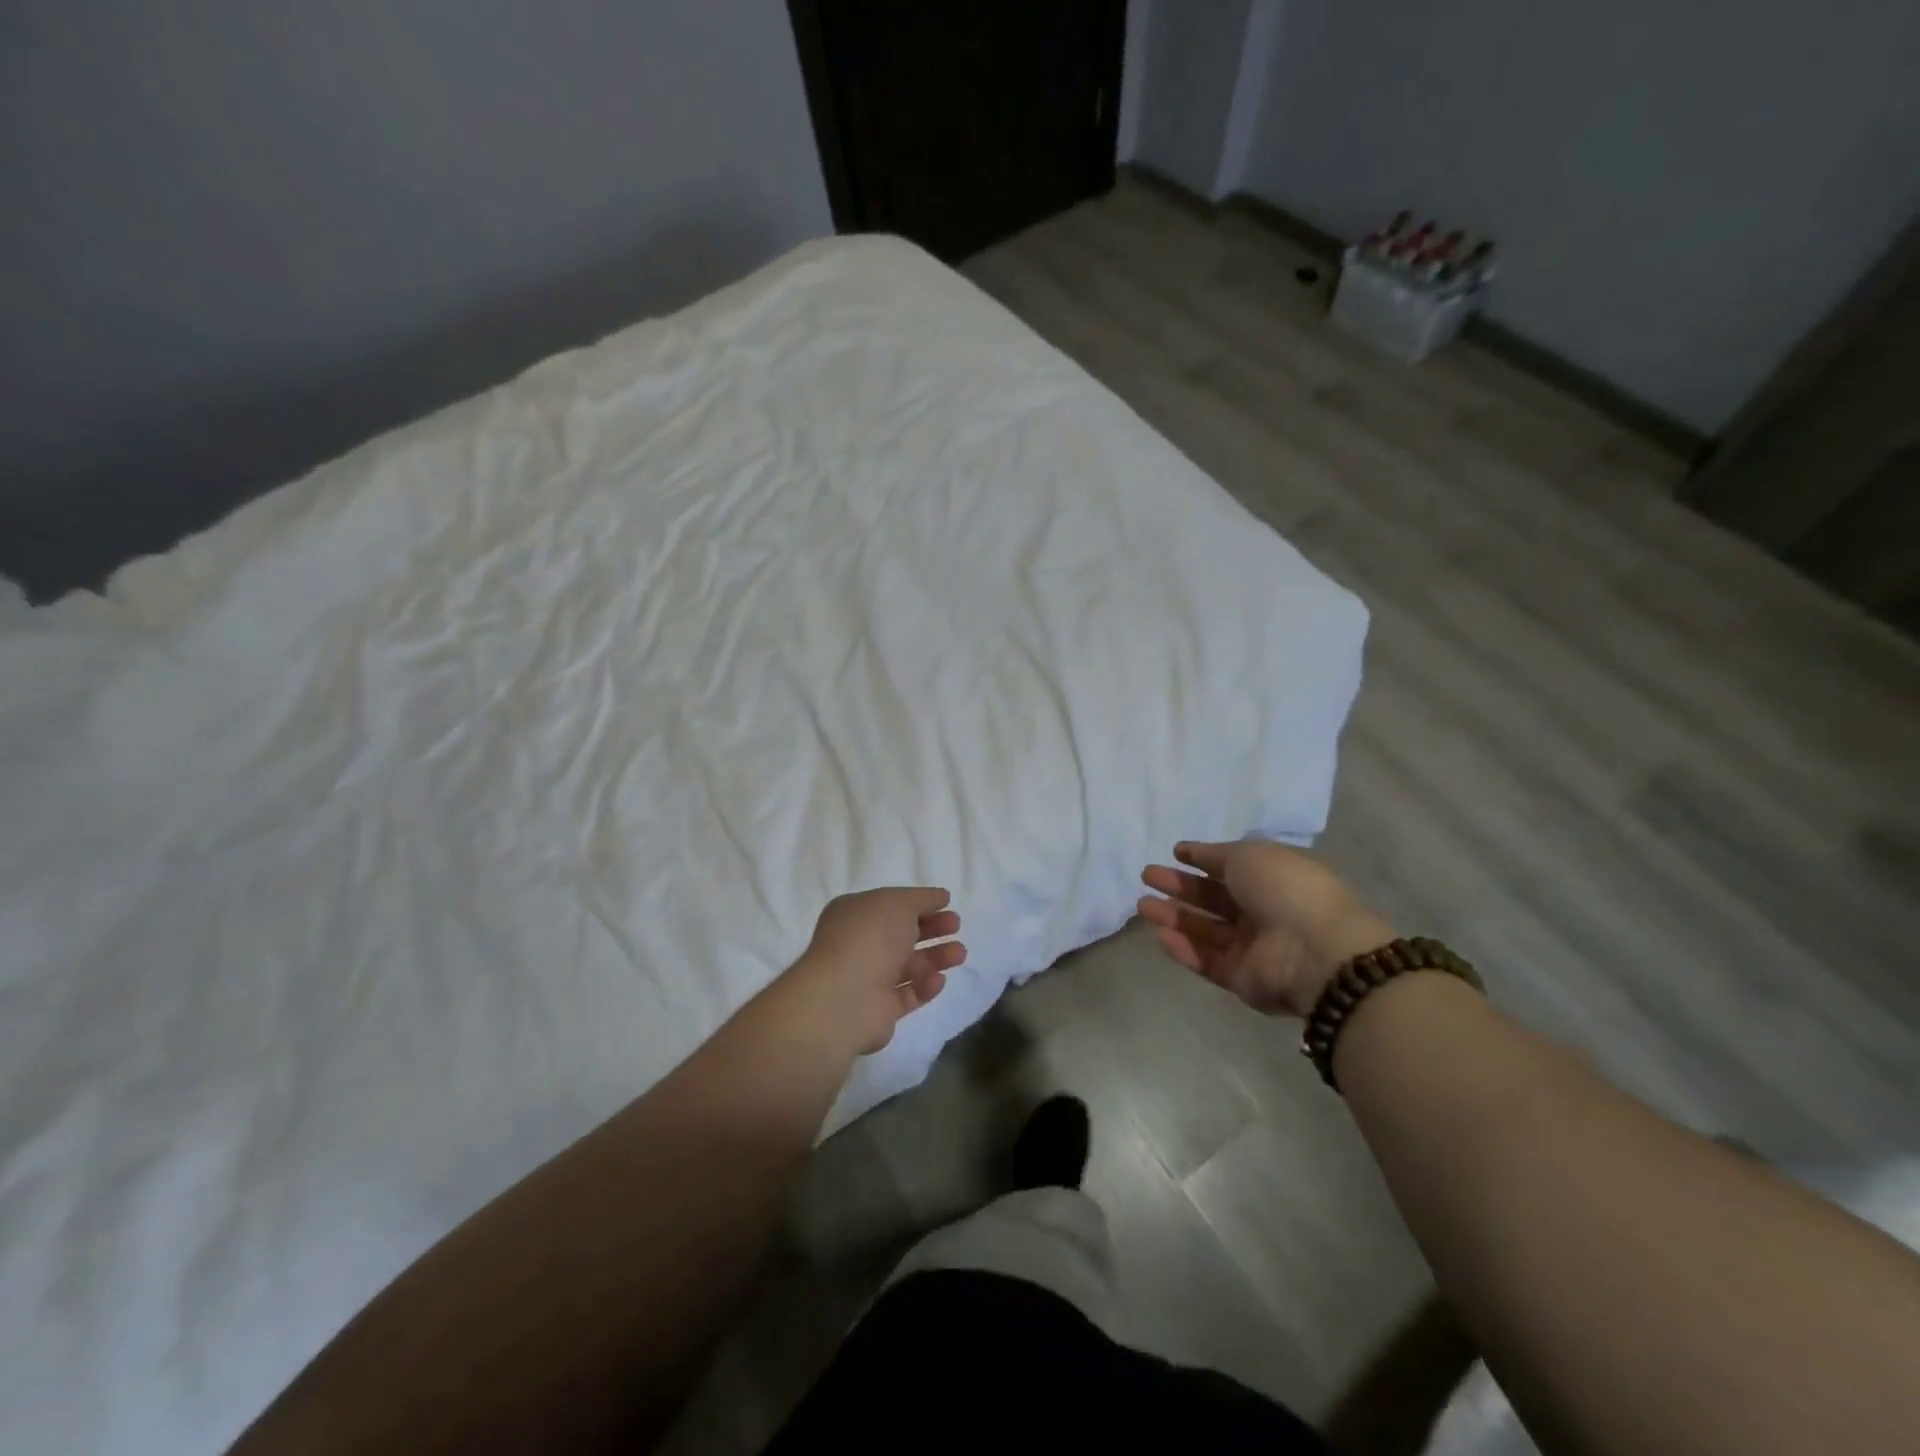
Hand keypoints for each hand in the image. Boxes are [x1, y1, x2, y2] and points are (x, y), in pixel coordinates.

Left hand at [786, 888, 966, 1054]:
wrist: (846, 997)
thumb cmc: (870, 937)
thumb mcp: (899, 903)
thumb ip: (922, 898)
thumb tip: (940, 897)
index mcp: (854, 914)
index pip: (890, 905)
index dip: (919, 904)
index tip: (947, 904)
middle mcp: (858, 944)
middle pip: (901, 935)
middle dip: (931, 929)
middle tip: (956, 926)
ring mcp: (867, 979)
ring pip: (908, 965)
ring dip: (935, 957)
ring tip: (960, 953)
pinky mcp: (880, 1010)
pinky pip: (908, 995)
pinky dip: (925, 986)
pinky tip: (939, 979)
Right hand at [1138, 840, 1391, 1017]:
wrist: (1314, 951)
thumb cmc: (1285, 889)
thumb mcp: (1248, 855)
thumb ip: (1215, 854)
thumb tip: (1191, 852)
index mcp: (1272, 877)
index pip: (1231, 867)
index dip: (1203, 859)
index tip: (1176, 853)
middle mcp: (1262, 911)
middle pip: (1213, 897)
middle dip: (1180, 886)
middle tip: (1147, 876)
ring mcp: (1252, 947)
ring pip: (1204, 929)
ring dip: (1173, 916)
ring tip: (1142, 905)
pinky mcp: (1240, 978)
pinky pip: (1206, 960)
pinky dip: (1182, 947)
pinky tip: (1159, 934)